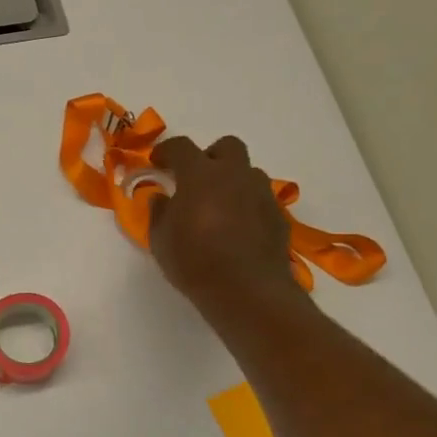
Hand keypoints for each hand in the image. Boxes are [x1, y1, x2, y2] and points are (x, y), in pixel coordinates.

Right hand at [148, 135, 298, 310]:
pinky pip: (261, 199)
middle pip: (227, 146)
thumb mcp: (161, 240)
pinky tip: (240, 229)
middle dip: (210, 156)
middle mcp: (234, 175)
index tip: (158, 161)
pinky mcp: (278, 215)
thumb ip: (159, 213)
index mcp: (200, 174)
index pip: (181, 147)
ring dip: (233, 181)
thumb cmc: (195, 262)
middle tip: (197, 179)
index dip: (167, 150)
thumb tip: (161, 198)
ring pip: (249, 172)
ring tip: (221, 206)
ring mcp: (261, 193)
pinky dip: (249, 205)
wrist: (247, 290)